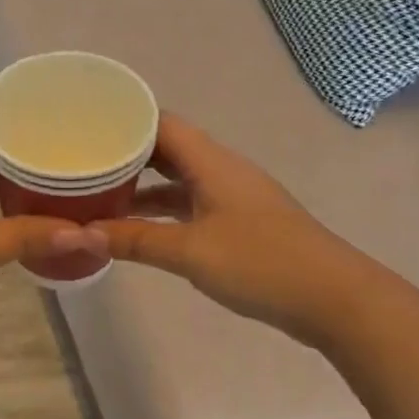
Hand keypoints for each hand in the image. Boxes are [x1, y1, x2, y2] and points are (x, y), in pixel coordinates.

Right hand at [92, 113, 367, 342]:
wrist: (334, 299)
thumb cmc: (261, 263)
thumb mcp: (190, 251)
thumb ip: (136, 240)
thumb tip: (83, 233)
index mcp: (212, 162)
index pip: (162, 123)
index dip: (125, 120)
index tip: (85, 126)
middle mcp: (221, 170)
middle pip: (168, 149)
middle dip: (127, 153)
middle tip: (84, 161)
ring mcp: (233, 197)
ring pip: (179, 179)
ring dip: (143, 185)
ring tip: (99, 194)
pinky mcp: (240, 223)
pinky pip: (191, 204)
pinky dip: (163, 210)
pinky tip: (138, 227)